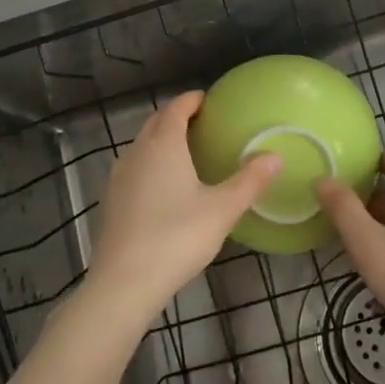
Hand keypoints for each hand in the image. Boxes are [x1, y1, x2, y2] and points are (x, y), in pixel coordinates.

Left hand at [84, 91, 279, 325]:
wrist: (124, 283)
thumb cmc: (177, 238)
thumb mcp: (222, 210)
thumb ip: (249, 181)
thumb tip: (274, 155)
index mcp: (163, 145)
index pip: (176, 108)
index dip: (192, 100)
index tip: (209, 101)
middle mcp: (136, 152)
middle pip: (155, 123)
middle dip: (176, 117)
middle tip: (202, 124)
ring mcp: (118, 177)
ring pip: (141, 146)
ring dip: (161, 141)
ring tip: (186, 154)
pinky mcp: (110, 200)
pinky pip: (133, 168)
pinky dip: (149, 164)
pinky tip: (164, 187)